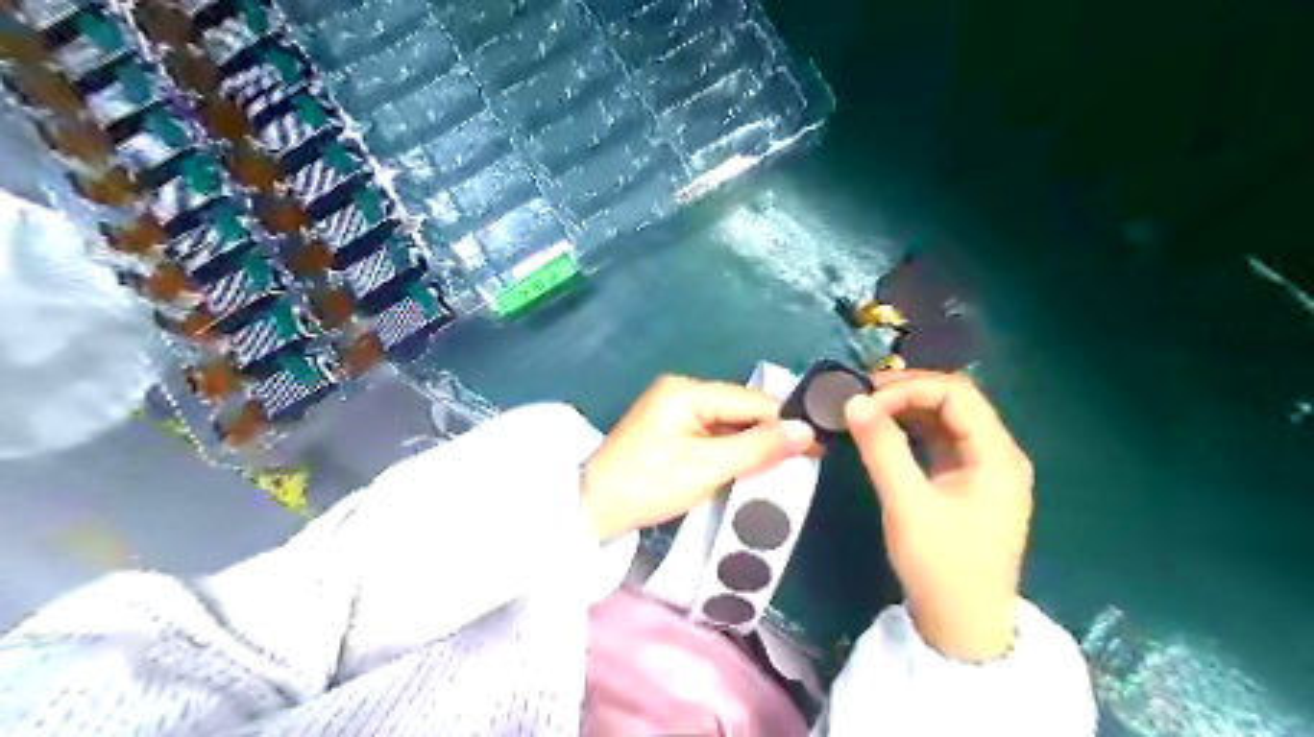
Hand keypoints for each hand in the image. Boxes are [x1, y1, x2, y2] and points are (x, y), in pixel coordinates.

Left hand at [581, 376, 816, 538]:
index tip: (817, 447)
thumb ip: (758, 447)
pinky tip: (746, 467)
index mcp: (688, 391)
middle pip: (739, 409)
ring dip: (750, 445)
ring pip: (726, 423)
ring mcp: (672, 410)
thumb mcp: (708, 467)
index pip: (750, 401)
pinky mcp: (667, 430)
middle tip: (802, 462)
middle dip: (768, 435)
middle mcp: (680, 391)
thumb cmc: (649, 485)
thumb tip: (807, 431)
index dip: (785, 423)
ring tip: (781, 468)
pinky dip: (729, 451)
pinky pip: (710, 434)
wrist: (592, 509)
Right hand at [842, 370, 1038, 658]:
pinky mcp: (964, 481)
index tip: (866, 400)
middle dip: (906, 392)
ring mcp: (981, 467)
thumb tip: (853, 401)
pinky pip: (937, 440)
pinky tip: (881, 430)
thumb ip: (882, 450)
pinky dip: (908, 429)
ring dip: (905, 408)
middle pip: (953, 400)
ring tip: (864, 409)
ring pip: (944, 418)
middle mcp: (996, 453)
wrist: (962, 629)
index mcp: (997, 456)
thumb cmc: (942, 569)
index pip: (956, 394)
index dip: (910, 388)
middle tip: (860, 398)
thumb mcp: (908, 507)